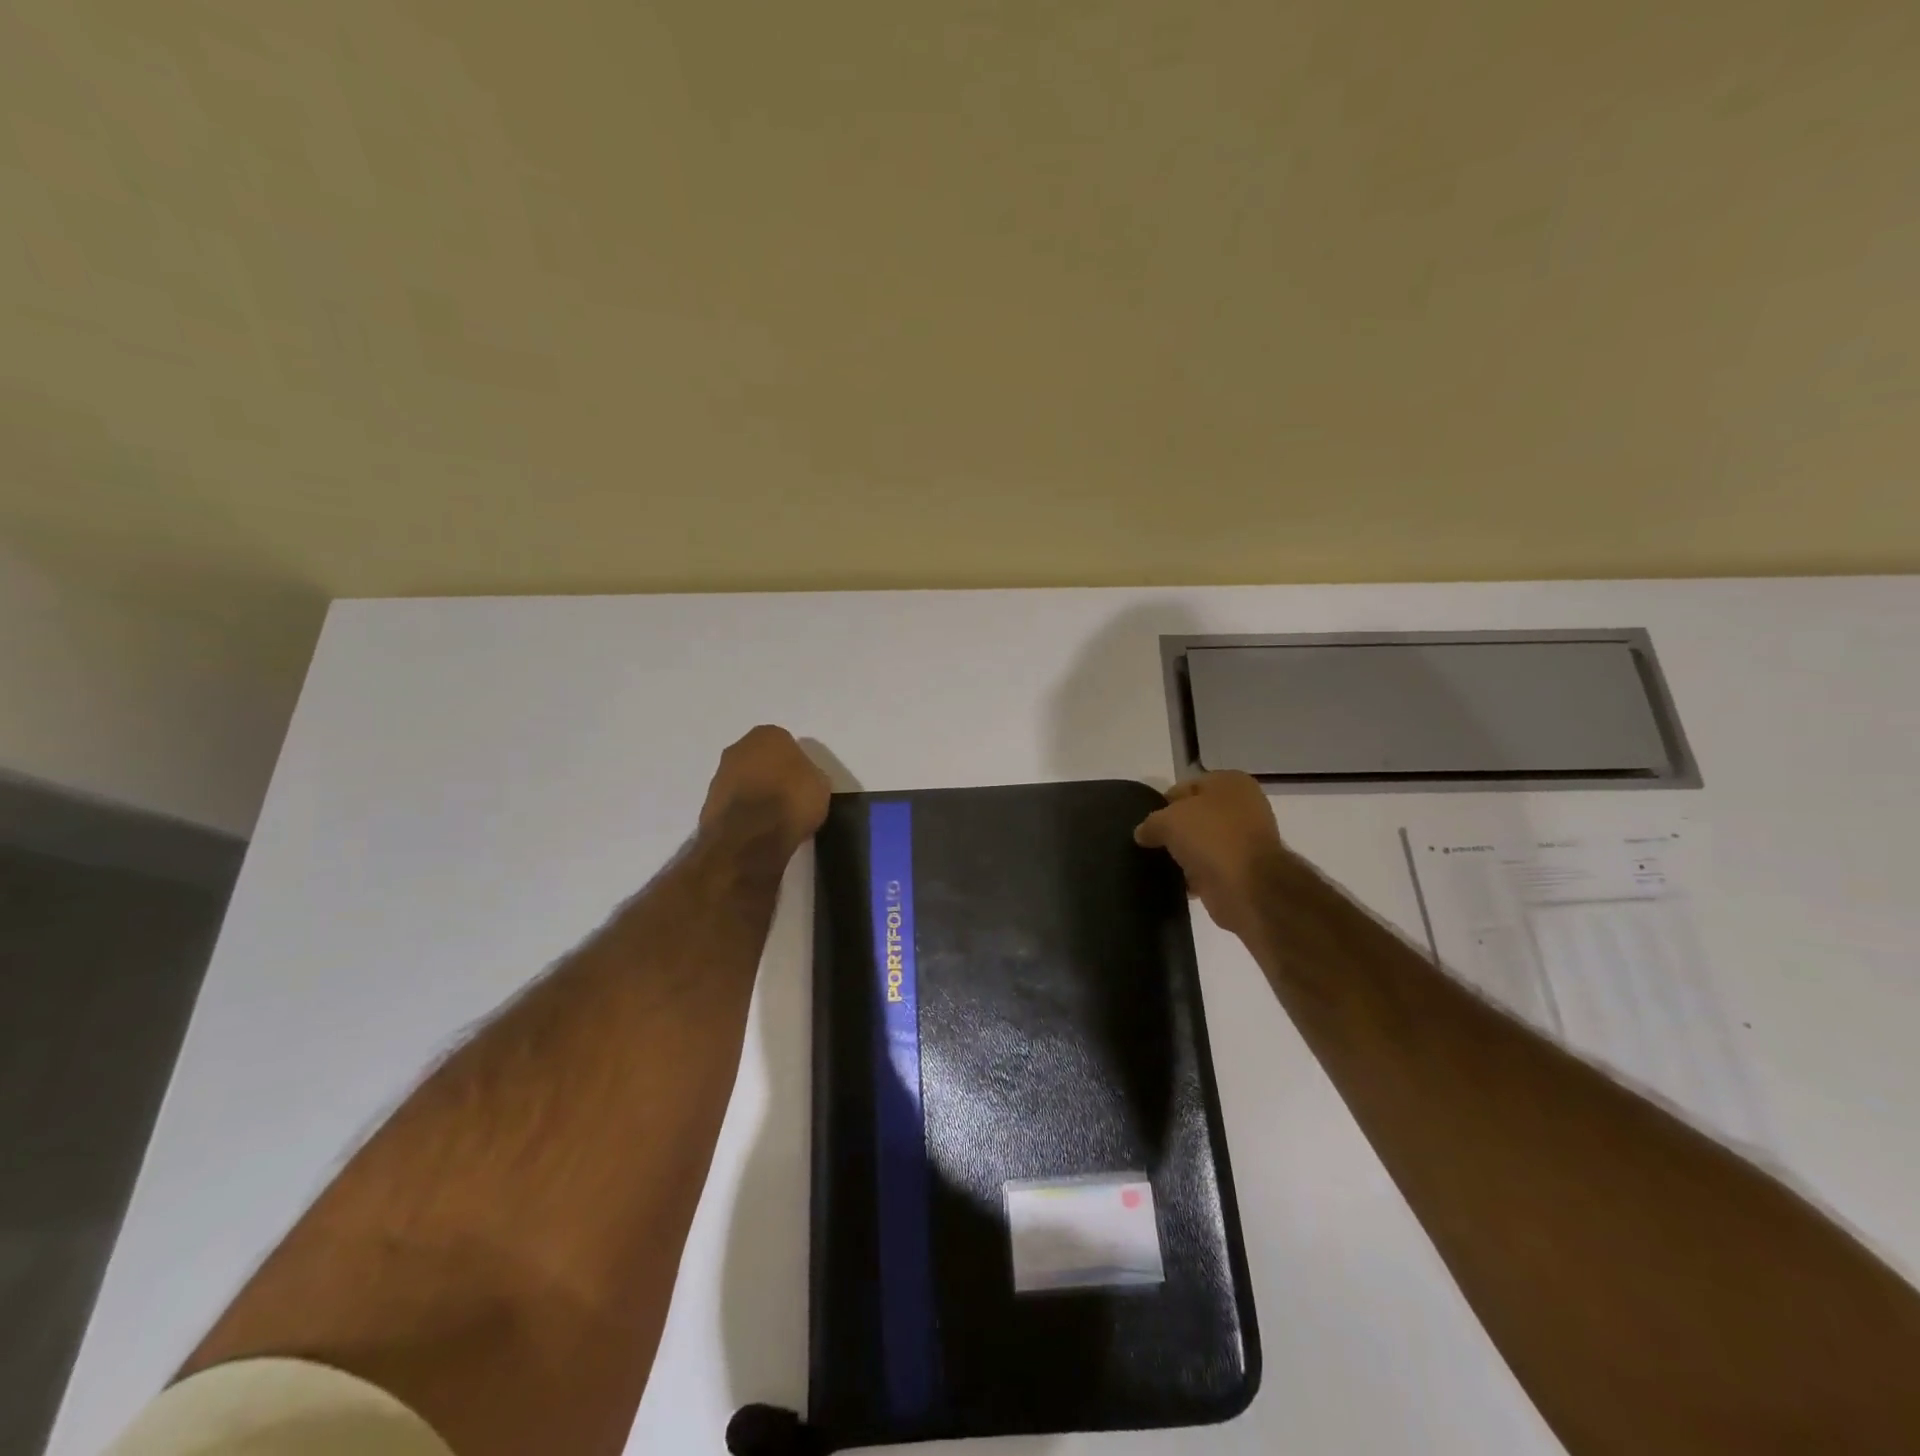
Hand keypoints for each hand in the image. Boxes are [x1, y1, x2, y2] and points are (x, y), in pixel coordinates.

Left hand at [698, 726, 831, 859]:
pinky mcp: (708, 802)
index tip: (804, 784)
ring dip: (756, 794)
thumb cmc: (792, 801)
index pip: (787, 744)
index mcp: (769, 735)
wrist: (750, 836)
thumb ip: (811, 776)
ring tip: (774, 820)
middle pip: (761, 760)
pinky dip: (743, 813)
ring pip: (745, 781)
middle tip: (789, 799)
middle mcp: (739, 747)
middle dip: (772, 776)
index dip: (796, 766)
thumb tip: (804, 781)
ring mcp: (720, 774)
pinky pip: (734, 803)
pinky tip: (758, 830)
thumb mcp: (821, 786)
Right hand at [1135, 772, 1284, 936]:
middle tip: (1150, 845)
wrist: (1249, 887)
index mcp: (1229, 783)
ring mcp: (1245, 840)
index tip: (1146, 824)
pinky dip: (1194, 876)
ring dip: (1184, 854)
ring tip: (1158, 865)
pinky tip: (1177, 883)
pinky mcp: (1243, 870)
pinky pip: (1209, 868)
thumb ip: (1150, 823)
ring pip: (1202, 843)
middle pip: (1194, 816)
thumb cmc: (1210, 837)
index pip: (1185, 787)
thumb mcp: (1167, 821)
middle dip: (1173, 830)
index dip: (1163, 804)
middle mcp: (1242, 807)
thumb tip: (1143, 834)